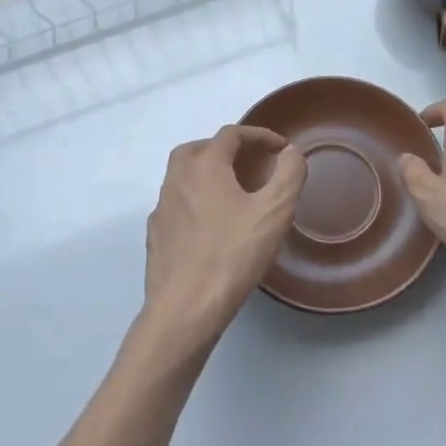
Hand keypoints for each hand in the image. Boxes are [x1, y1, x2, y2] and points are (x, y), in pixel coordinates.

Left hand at [139, 125, 306, 356]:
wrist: (184, 310)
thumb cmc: (232, 255)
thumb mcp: (274, 212)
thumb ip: (288, 174)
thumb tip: (290, 152)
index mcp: (204, 165)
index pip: (231, 134)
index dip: (258, 135)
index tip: (280, 148)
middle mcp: (177, 178)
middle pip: (199, 148)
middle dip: (226, 149)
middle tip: (250, 163)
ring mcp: (162, 207)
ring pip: (183, 175)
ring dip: (207, 173)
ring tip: (233, 193)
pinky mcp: (155, 235)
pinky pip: (177, 204)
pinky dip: (195, 200)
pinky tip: (211, 224)